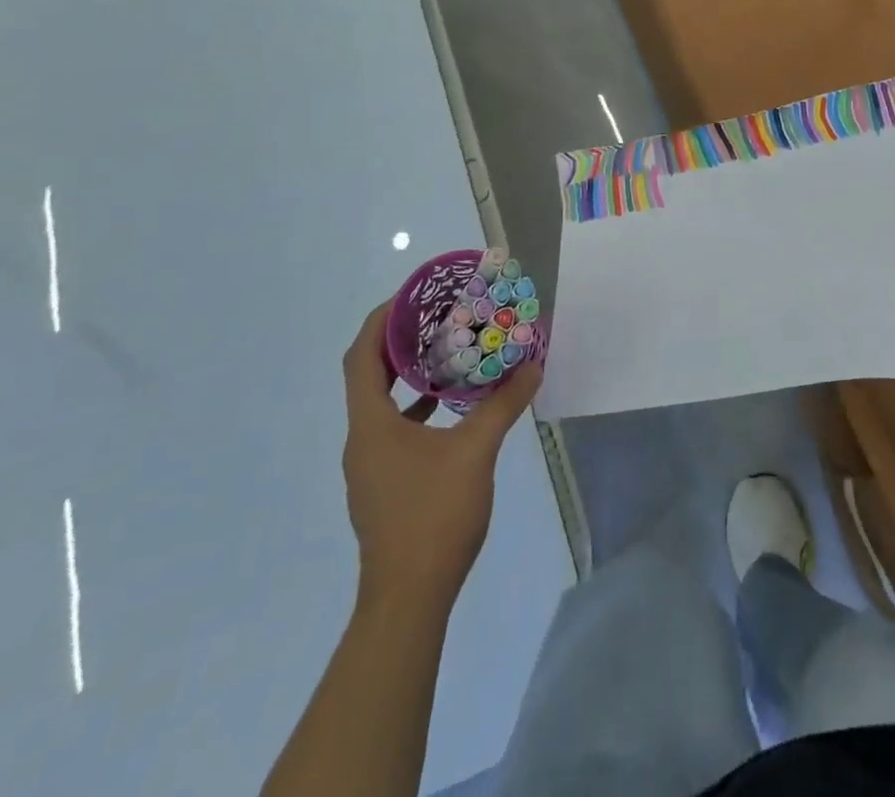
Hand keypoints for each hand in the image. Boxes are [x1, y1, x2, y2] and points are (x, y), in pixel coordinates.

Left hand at [341, 301, 542, 608]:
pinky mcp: (383, 484)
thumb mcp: (476, 453)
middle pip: (368, 375)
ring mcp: (370, 465)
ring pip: (381, 403)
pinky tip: (449, 409)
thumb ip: (503, 405)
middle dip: (399, 341)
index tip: (412, 296)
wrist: (407, 599)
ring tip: (446, 352)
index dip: (382, 321)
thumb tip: (532, 366)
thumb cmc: (433, 516)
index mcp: (371, 424)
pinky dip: (416, 408)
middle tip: (436, 315)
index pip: (362, 356)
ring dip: (408, 375)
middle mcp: (362, 439)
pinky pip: (393, 428)